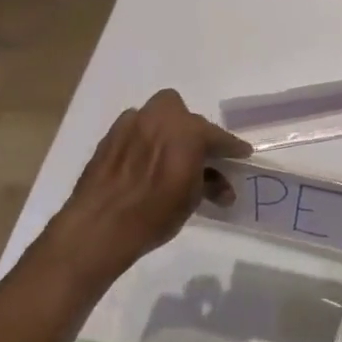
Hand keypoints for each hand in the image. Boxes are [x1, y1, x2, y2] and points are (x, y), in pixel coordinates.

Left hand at [49, 90, 249, 280]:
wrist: (100, 226)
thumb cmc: (154, 214)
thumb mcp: (191, 200)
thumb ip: (208, 184)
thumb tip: (221, 186)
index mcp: (189, 132)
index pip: (218, 136)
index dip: (232, 147)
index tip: (241, 153)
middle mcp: (161, 118)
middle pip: (187, 118)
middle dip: (195, 134)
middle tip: (199, 157)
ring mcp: (133, 123)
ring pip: (159, 115)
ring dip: (168, 130)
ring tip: (169, 155)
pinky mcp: (111, 134)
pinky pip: (136, 127)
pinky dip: (145, 138)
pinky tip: (144, 160)